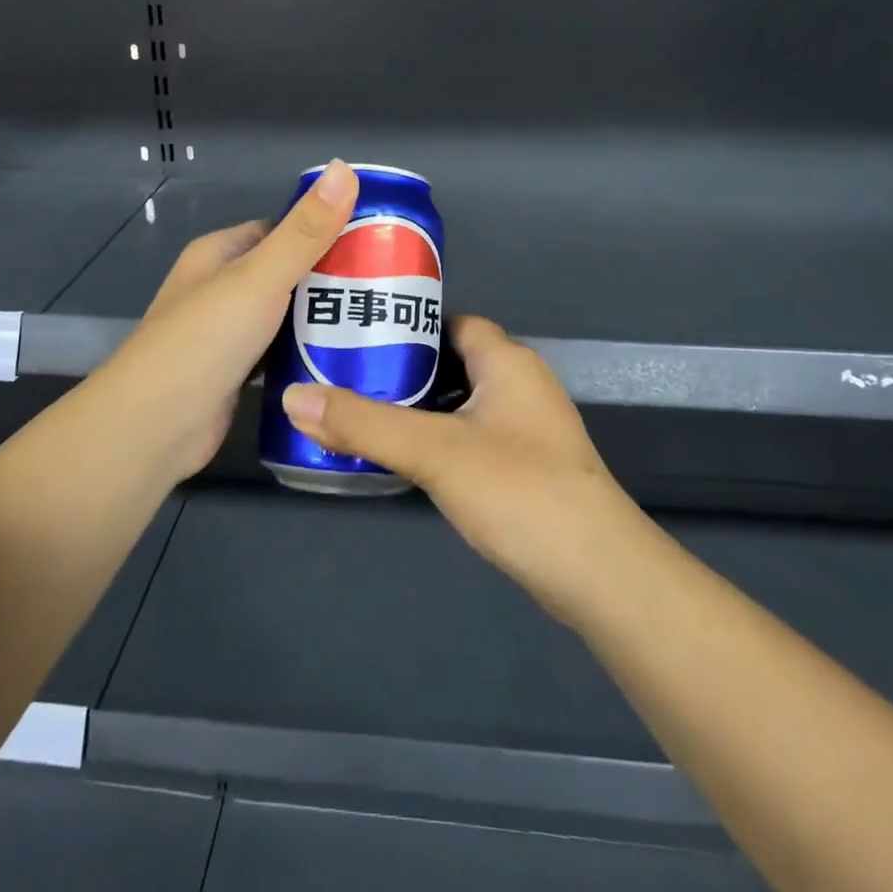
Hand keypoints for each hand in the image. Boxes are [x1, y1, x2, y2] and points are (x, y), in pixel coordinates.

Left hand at [93, 160, 359, 484]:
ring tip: (378, 320)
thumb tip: (343, 168)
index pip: (281, 229)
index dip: (324, 230)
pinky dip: (307, 353)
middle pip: (287, 273)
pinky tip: (347, 358)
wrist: (154, 428)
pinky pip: (281, 352)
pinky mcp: (236, 373)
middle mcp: (221, 287)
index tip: (374, 239)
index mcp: (220, 253)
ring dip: (323, 318)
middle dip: (331, 278)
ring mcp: (227, 332)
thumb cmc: (206, 340)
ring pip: (286, 315)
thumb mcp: (260, 277)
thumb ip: (305, 230)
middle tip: (386, 285)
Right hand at [281, 316, 642, 622]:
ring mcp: (526, 425)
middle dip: (403, 367)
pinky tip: (405, 458)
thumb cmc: (520, 490)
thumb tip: (293, 397)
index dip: (406, 322)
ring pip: (459, 399)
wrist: (599, 574)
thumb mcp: (434, 451)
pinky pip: (471, 433)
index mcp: (506, 360)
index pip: (449, 320)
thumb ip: (364, 423)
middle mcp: (520, 382)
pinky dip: (438, 436)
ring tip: (362, 414)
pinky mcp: (526, 463)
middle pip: (451, 358)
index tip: (358, 334)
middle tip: (346, 377)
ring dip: (418, 406)